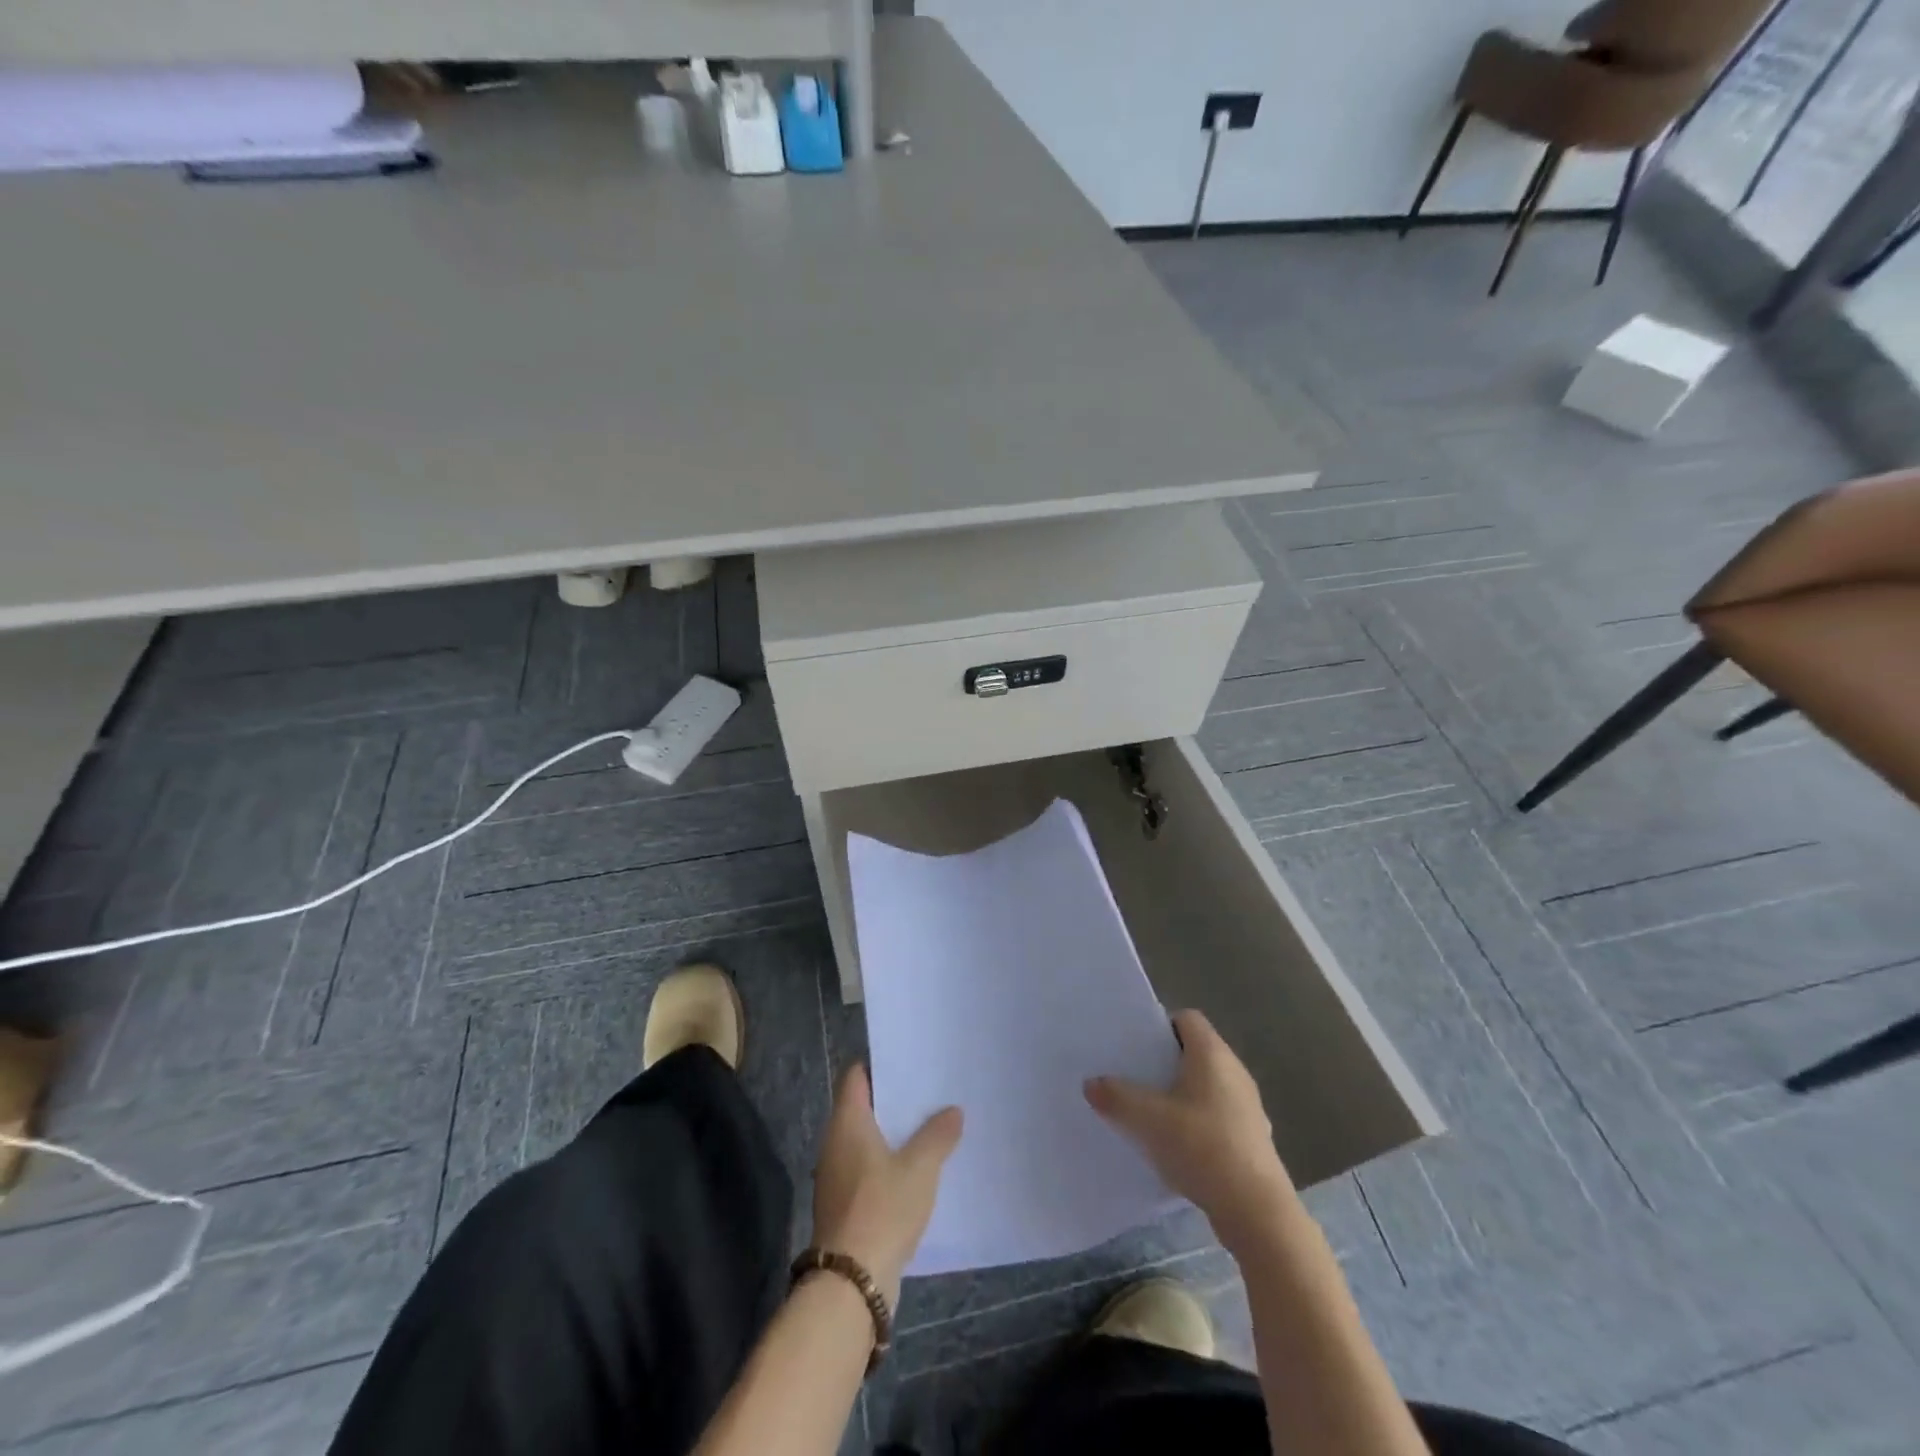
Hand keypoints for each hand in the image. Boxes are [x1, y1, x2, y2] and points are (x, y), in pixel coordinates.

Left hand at [812, 1065, 962, 1307]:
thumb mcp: (920, 1168)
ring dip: (892, 1134)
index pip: (855, 1076)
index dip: (878, 1064)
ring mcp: (836, 1175)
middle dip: (892, 1099)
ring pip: (866, 1140)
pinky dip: (888, 1163)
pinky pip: (867, 1169)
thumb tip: (953, 1110)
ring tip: (929, 1126)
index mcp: (847, 1122)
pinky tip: (916, 1170)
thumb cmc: (882, 1209)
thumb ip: (937, 1135)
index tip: (907, 1059)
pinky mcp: (844, 1204)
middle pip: (861, 1107)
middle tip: (928, 1090)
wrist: (851, 1283)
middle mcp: (835, 1142)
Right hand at [1085, 1009, 1295, 1250]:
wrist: (1256, 1211)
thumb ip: (1116, 1096)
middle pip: (1195, 1052)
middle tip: (1134, 1078)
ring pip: (1207, 1086)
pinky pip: (1217, 1116)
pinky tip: (1178, 1147)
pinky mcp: (1252, 1138)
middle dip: (1165, 1063)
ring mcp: (1248, 1106)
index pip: (1187, 1018)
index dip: (1161, 1027)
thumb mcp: (1148, 1119)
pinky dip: (1197, 1123)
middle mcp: (1235, 1071)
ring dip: (1181, 1095)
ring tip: (1150, 1114)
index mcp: (1213, 1054)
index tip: (1136, 1046)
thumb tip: (1091, 1083)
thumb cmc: (1202, 1147)